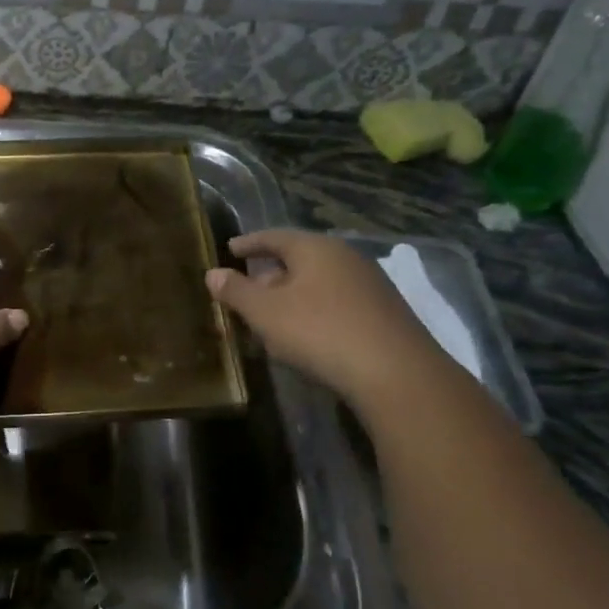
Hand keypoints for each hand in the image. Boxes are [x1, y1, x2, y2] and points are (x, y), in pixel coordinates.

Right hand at [206, 229, 433, 408]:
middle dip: (272, 272)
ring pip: (320, 281)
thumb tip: (213, 273)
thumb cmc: (320, 332)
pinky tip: (308, 334)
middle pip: (299, 258)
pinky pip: (338, 301)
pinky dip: (316, 310)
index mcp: (315, 247)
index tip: (231, 249)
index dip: (249, 244)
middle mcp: (345, 256)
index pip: (274, 236)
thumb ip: (236, 291)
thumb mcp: (266, 313)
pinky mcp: (384, 312)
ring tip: (274, 315)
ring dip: (294, 294)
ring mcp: (370, 283)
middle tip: (248, 288)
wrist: (396, 372)